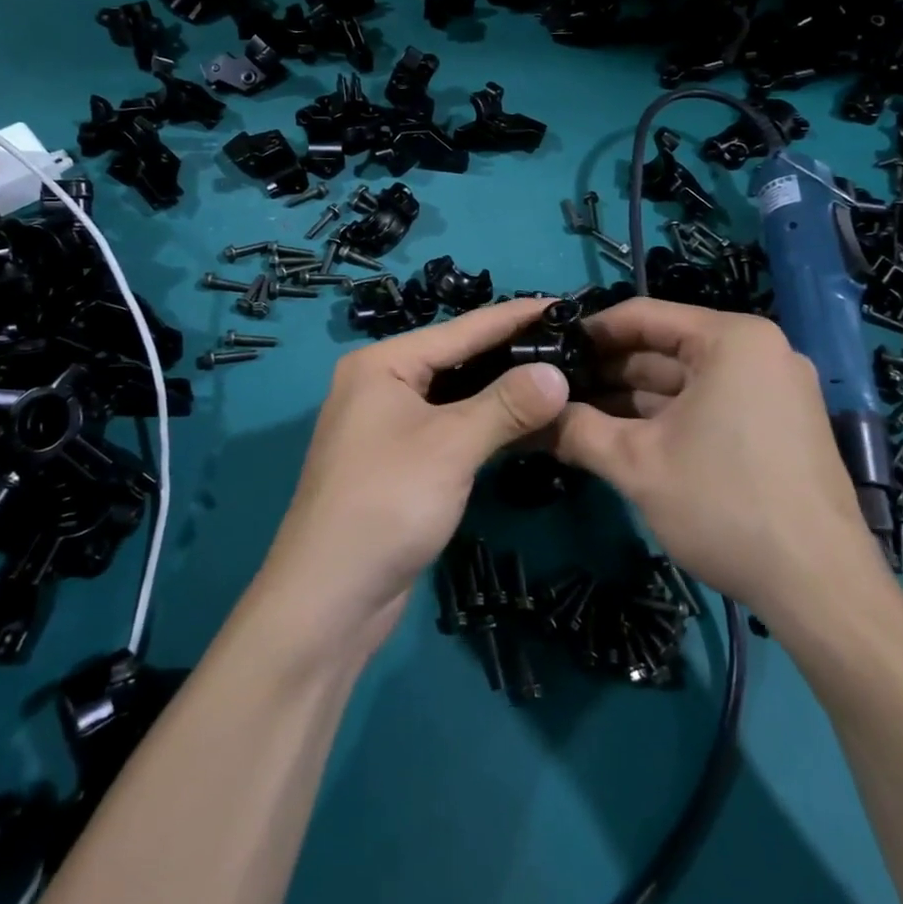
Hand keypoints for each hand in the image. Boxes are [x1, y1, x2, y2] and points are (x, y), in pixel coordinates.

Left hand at [258, 298, 571, 649]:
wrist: (330, 599)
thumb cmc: (386, 502)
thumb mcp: (451, 446)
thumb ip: (507, 404)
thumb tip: (558, 373)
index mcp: (384, 364)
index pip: (462, 328)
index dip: (515, 317)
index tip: (564, 304)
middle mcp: (384, 385)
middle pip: (459, 359)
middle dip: (513, 354)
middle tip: (573, 344)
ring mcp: (392, 426)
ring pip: (459, 397)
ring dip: (505, 393)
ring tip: (562, 377)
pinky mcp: (404, 463)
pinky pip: (454, 429)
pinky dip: (489, 426)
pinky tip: (530, 424)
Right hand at [554, 298, 891, 644]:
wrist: (821, 589)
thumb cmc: (724, 505)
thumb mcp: (637, 464)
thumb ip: (578, 431)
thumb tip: (532, 421)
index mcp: (732, 339)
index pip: (644, 316)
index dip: (591, 333)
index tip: (550, 351)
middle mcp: (759, 351)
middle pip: (665, 348)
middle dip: (609, 372)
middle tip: (556, 389)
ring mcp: (774, 389)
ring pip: (686, 381)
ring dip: (632, 399)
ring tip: (577, 414)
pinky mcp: (779, 425)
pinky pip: (710, 404)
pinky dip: (667, 417)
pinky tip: (623, 435)